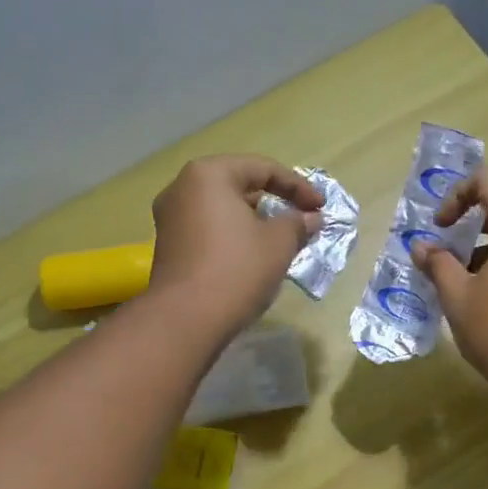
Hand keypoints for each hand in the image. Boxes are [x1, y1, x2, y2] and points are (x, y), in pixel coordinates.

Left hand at [148, 155, 320, 336]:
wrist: (186, 320)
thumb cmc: (237, 269)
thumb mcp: (279, 244)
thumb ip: (297, 223)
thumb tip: (310, 218)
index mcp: (209, 175)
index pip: (262, 168)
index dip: (298, 186)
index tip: (320, 208)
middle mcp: (182, 188)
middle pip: (238, 185)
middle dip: (273, 202)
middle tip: (300, 221)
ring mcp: (169, 219)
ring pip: (221, 210)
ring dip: (253, 221)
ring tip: (279, 241)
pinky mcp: (167, 247)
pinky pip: (207, 230)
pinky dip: (232, 236)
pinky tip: (251, 257)